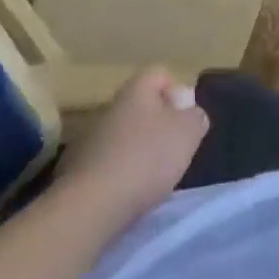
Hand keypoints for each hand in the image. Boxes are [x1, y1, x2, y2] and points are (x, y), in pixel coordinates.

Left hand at [58, 67, 209, 226]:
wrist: (93, 204)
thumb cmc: (147, 158)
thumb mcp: (188, 133)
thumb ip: (196, 118)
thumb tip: (192, 115)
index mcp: (136, 90)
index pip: (159, 73)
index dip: (177, 90)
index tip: (186, 117)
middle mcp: (111, 106)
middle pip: (143, 105)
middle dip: (162, 123)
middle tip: (177, 146)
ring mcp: (92, 137)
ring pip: (127, 133)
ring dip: (143, 148)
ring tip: (157, 173)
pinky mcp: (82, 168)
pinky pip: (112, 159)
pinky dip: (125, 170)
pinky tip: (134, 189)